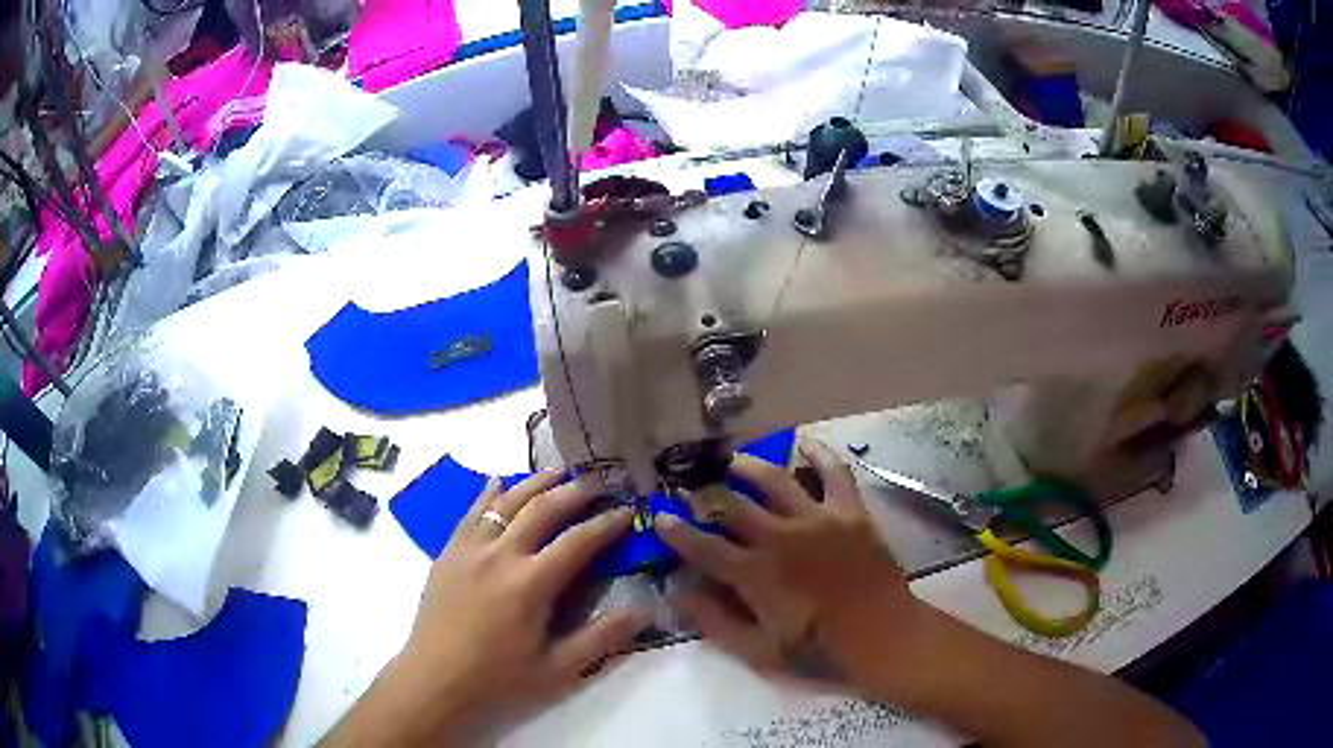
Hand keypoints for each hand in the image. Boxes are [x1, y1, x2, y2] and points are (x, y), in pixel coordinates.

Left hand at [326, 471, 647, 744]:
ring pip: (506, 502)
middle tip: (599, 481)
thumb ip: (602, 639)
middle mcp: (501, 555)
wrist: (435, 679)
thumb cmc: (498, 679)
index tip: (629, 510)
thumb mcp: (558, 670)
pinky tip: (499, 481)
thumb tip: (644, 611)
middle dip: (575, 491)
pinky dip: (489, 493)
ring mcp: (470, 549)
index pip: (578, 541)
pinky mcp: (449, 553)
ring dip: (535, 483)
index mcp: (531, 583)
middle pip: (542, 509)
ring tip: (559, 471)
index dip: (607, 523)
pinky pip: (471, 512)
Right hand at [655, 439, 925, 689]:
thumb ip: (716, 622)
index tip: (660, 517)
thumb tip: (680, 593)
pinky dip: (819, 454)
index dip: (677, 532)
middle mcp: (780, 537)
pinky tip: (805, 442)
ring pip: (774, 480)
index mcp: (755, 573)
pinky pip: (833, 472)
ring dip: (748, 467)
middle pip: (732, 506)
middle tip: (690, 484)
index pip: (703, 547)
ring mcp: (817, 519)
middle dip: (705, 494)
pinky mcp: (849, 510)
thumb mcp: (759, 650)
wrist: (880, 632)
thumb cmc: (818, 646)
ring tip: (733, 461)